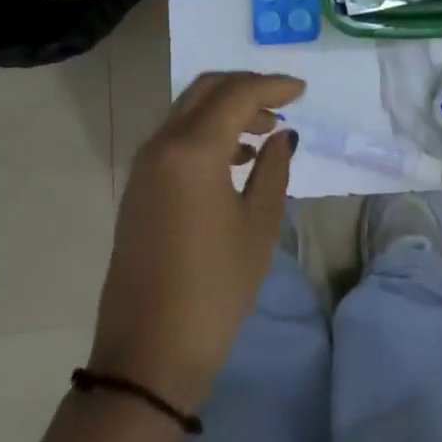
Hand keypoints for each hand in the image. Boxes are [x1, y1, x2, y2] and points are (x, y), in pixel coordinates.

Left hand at [88, 72, 303, 415]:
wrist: (147, 356)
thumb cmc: (214, 290)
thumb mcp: (258, 227)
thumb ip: (273, 169)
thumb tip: (281, 135)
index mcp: (192, 150)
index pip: (237, 94)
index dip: (273, 85)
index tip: (303, 91)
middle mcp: (162, 144)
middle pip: (207, 90)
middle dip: (246, 87)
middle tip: (282, 103)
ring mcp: (144, 165)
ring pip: (188, 110)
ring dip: (226, 109)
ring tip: (264, 133)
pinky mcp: (138, 186)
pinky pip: (175, 137)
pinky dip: (207, 131)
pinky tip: (235, 158)